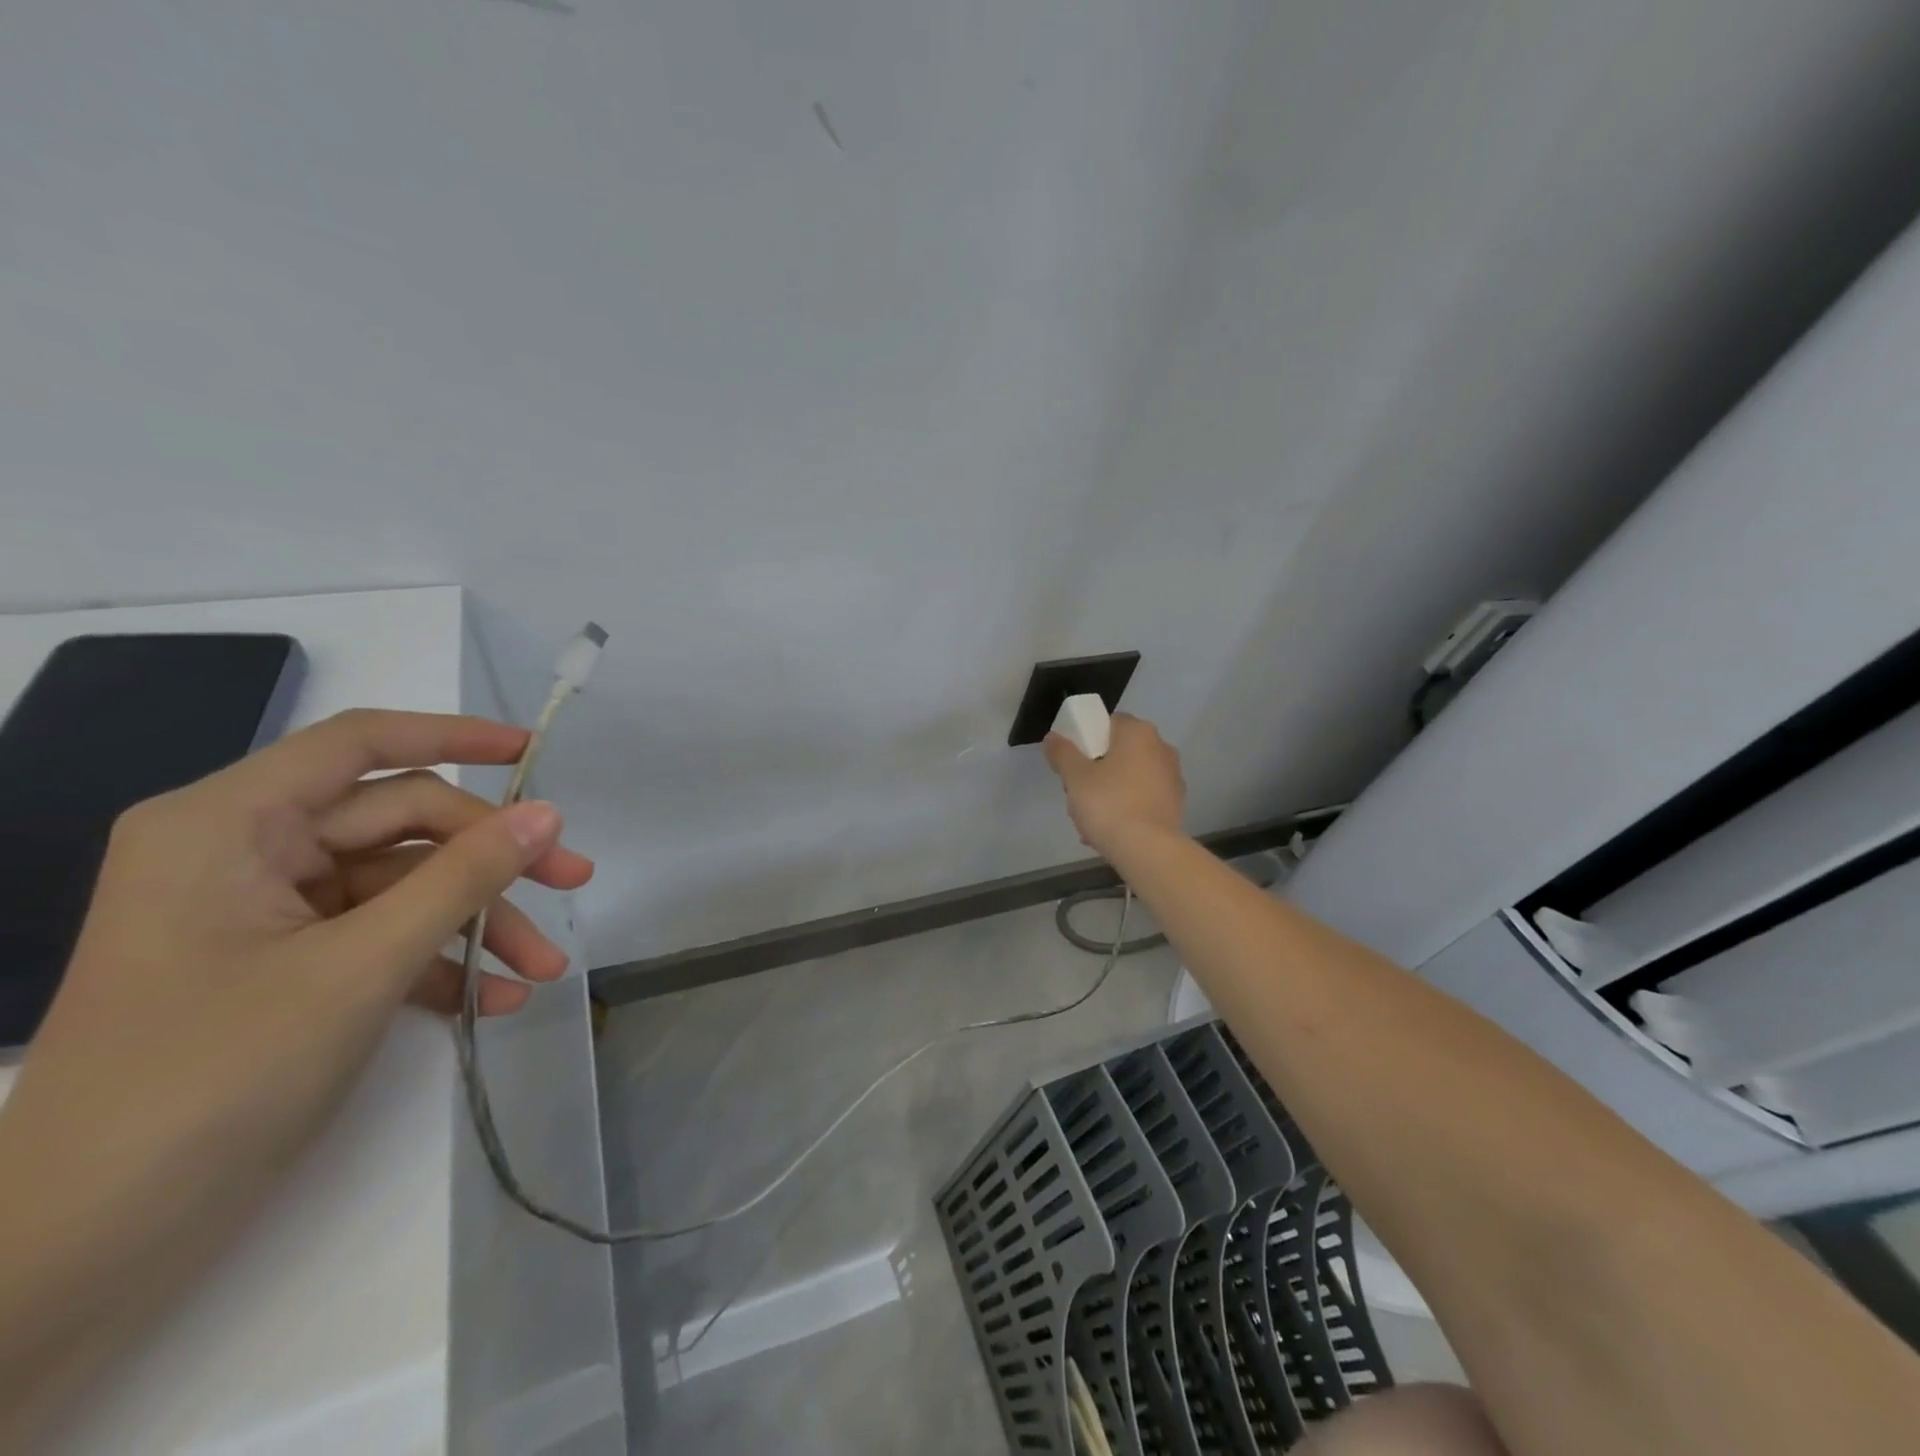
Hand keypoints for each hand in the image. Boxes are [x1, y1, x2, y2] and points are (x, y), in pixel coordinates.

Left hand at [0, 709, 592, 1440]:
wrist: (82, 1252)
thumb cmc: (210, 1081)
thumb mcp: (360, 966)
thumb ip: (463, 878)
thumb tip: (548, 813)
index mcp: (228, 825)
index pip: (359, 744)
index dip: (455, 735)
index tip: (533, 752)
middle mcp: (245, 853)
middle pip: (401, 824)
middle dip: (491, 859)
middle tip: (574, 883)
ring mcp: (266, 914)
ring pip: (404, 886)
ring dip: (479, 923)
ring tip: (544, 968)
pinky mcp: (285, 967)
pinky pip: (383, 938)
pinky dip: (442, 964)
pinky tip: (498, 1001)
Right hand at [1043, 712, 1185, 858]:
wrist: (1148, 849)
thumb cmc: (1108, 804)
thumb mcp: (1074, 777)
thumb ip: (1062, 752)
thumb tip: (1053, 737)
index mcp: (1138, 732)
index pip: (1108, 723)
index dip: (1086, 740)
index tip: (1073, 763)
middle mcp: (1161, 748)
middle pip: (1118, 752)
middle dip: (1096, 771)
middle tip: (1077, 794)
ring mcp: (1172, 777)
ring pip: (1129, 778)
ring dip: (1109, 793)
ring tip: (1090, 821)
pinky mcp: (1176, 804)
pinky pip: (1142, 798)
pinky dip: (1126, 808)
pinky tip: (1109, 832)